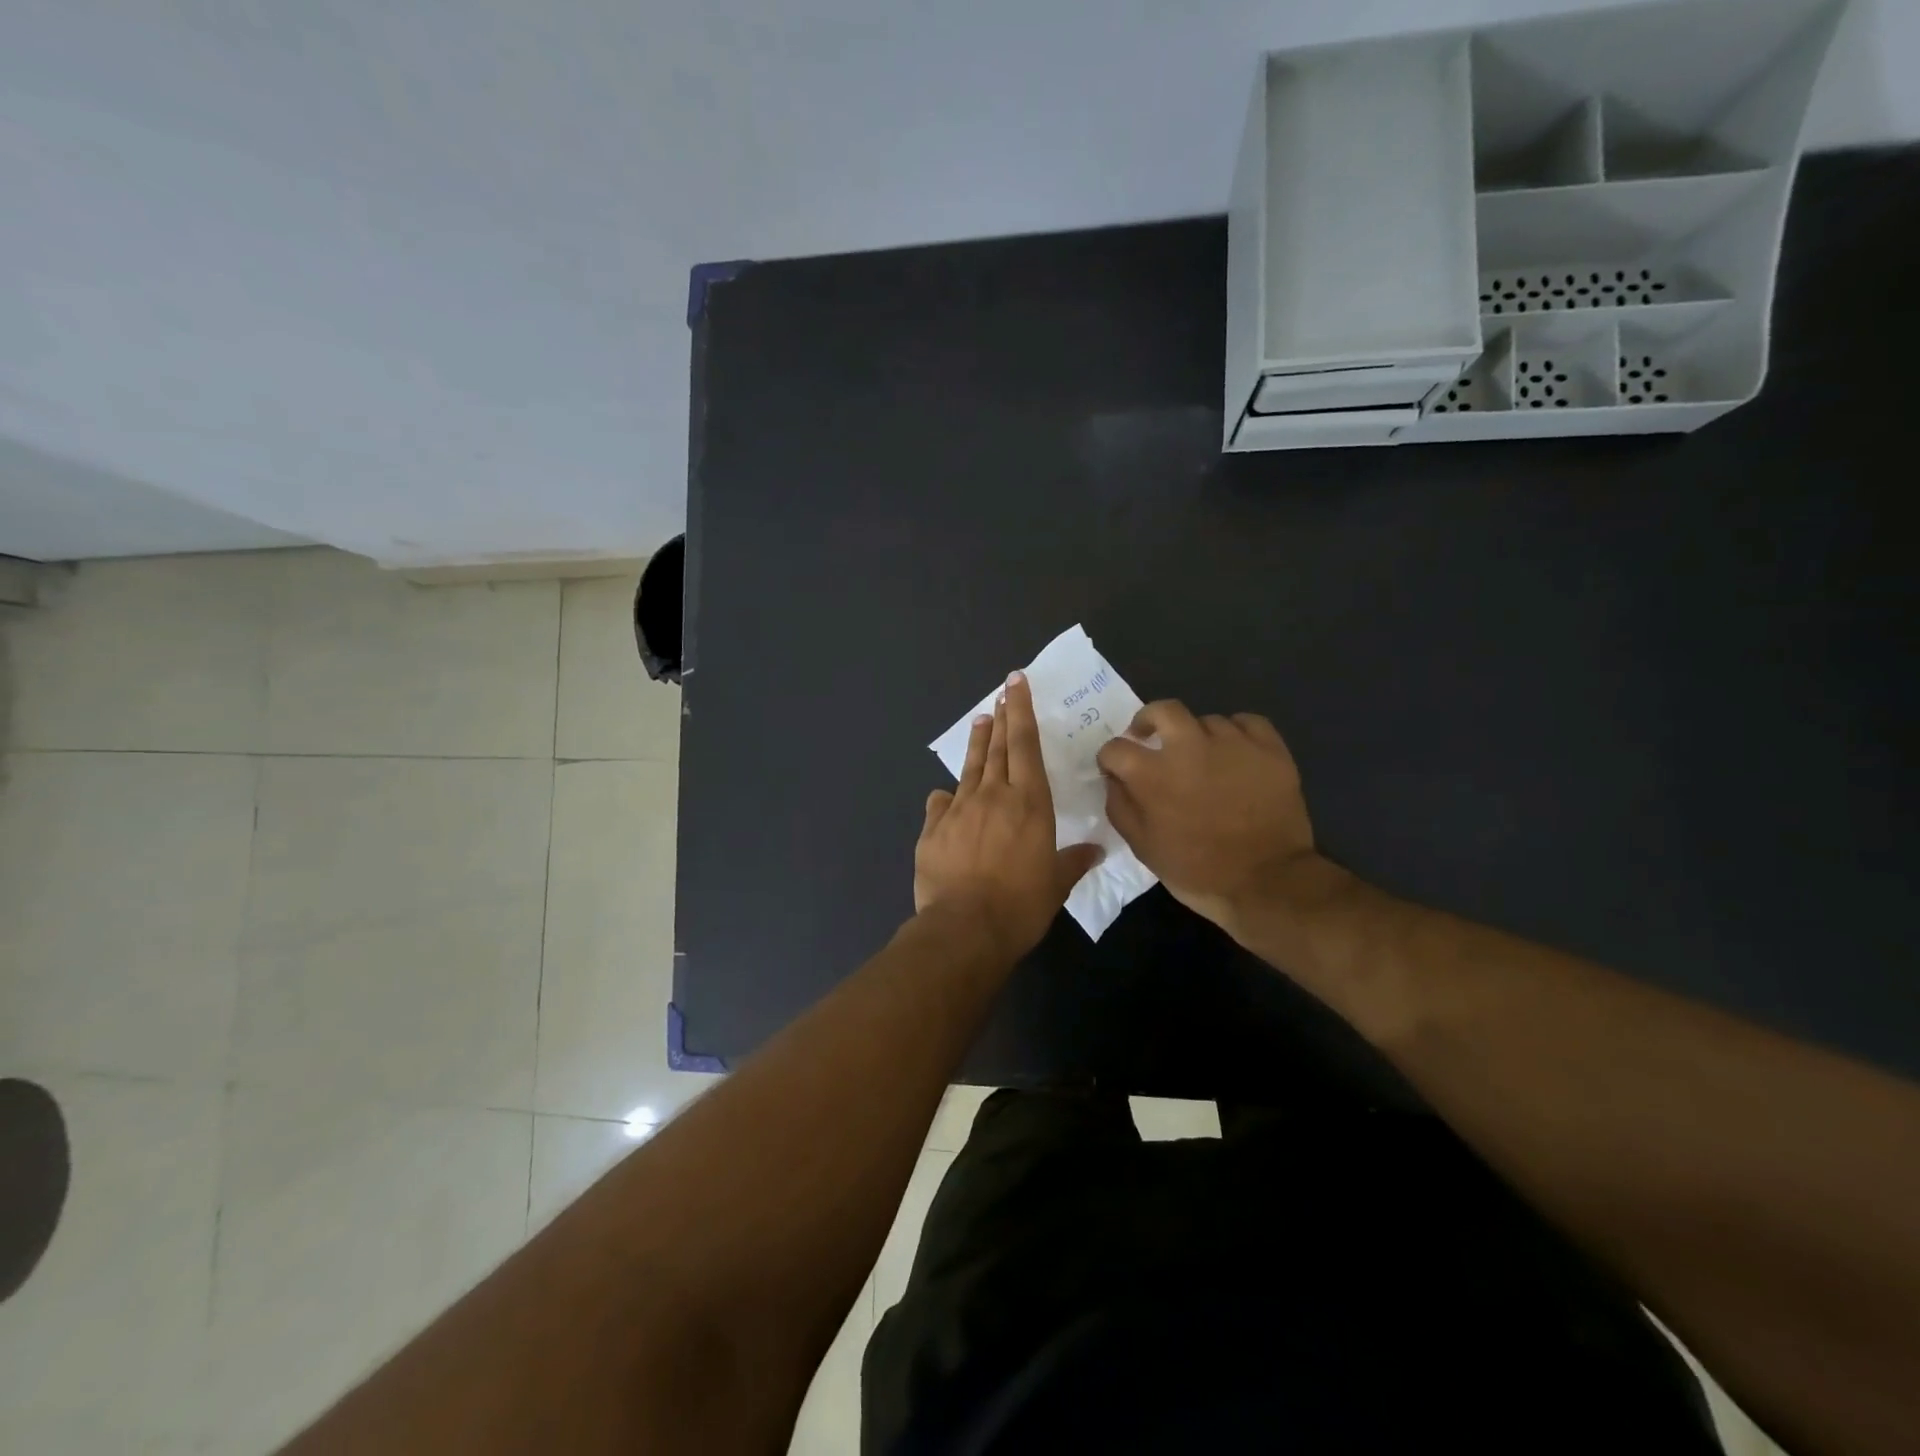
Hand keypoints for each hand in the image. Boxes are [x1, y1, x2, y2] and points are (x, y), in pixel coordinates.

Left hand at [916, 672, 1102, 961]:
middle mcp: (993, 796)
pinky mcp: (933, 829)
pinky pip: (940, 804)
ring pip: (970, 768)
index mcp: (1029, 802)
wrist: (965, 928)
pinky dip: (946, 797)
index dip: (1021, 711)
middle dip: (1001, 717)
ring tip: (981, 720)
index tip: (1016, 683)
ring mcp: (958, 810)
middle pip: (998, 748)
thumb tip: (1095, 850)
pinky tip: (945, 794)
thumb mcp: (1056, 884)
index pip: (1025, 745)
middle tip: (1002, 692)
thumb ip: (1074, 861)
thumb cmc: (1020, 905)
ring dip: (978, 743)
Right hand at [1096, 702, 1323, 933]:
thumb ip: (1120, 806)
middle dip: (1148, 719)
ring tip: (1203, 760)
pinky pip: (1247, 723)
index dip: (1110, 759)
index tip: (1116, 770)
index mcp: (1153, 773)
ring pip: (1206, 720)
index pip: (1115, 747)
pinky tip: (1236, 753)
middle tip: (1150, 737)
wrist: (1268, 882)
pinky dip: (1236, 733)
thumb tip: (1113, 779)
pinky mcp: (1269, 747)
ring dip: (1196, 737)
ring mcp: (1233, 743)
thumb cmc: (1197, 870)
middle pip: (1162, 710)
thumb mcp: (1143, 847)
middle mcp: (1189, 747)